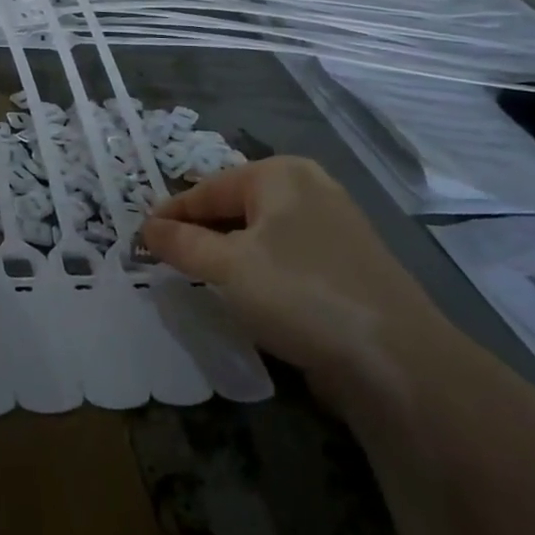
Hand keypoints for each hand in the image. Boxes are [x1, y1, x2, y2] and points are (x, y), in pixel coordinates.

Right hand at [140, 157, 459, 404]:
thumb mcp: (226, 266)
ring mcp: (333, 227)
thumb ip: (181, 243)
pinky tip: (245, 296)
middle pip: (234, 207)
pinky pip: (284, 257)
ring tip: (197, 279)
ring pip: (259, 234)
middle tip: (164, 260)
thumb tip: (146, 228)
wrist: (395, 360)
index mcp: (281, 174)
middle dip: (198, 233)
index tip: (139, 240)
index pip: (207, 189)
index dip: (170, 215)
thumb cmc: (299, 294)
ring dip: (225, 254)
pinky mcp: (346, 265)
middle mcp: (310, 189)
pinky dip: (257, 270)